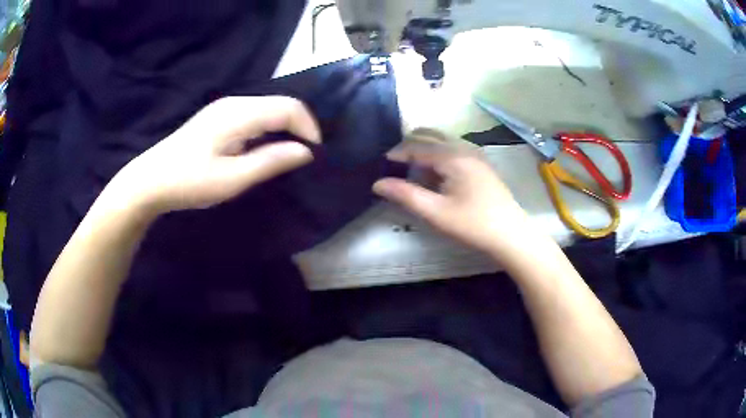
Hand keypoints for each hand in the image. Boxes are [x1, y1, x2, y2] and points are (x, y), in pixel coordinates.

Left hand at [110, 96, 320, 213]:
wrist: (151, 180)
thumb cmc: (189, 182)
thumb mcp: (232, 179)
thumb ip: (270, 161)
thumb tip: (305, 152)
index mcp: (239, 114)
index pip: (289, 108)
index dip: (309, 128)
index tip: (314, 154)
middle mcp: (235, 103)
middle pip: (280, 104)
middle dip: (299, 127)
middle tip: (304, 157)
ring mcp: (225, 108)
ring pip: (268, 109)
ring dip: (284, 128)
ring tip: (288, 155)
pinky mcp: (218, 117)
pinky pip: (255, 115)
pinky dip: (268, 129)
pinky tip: (264, 148)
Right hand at [373, 139, 531, 256]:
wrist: (510, 234)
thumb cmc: (472, 224)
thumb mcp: (436, 212)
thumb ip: (406, 195)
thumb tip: (378, 183)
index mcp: (453, 156)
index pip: (417, 146)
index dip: (397, 153)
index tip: (382, 163)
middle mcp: (464, 148)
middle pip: (430, 136)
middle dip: (410, 146)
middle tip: (395, 164)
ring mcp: (475, 154)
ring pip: (443, 141)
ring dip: (425, 149)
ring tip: (413, 170)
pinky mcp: (481, 163)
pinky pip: (454, 149)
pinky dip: (439, 155)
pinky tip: (436, 174)